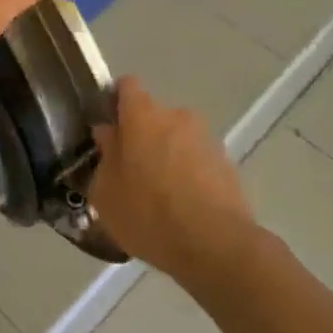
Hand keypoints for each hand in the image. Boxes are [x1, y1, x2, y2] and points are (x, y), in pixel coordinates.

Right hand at [88, 78, 255, 282]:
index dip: (116, 101)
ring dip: (167, 156)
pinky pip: (199, 161)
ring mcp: (206, 139)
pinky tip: (183, 208)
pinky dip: (190, 175)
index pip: (127, 86)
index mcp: (142, 115)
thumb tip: (108, 135)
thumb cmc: (148, 213)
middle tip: (131, 171)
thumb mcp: (105, 193)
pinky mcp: (227, 164)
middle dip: (142, 137)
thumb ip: (104, 157)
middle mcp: (176, 116)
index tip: (109, 127)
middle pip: (153, 116)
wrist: (215, 245)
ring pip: (177, 139)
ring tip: (160, 195)